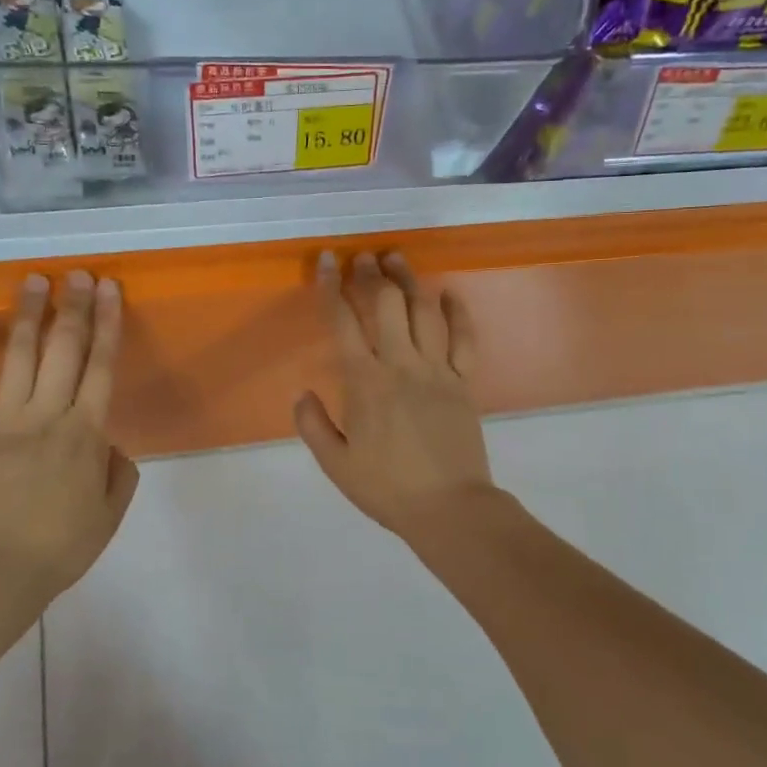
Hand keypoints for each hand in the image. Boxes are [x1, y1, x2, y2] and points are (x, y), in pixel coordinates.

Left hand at [0, 271, 138, 618]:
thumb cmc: (59, 547)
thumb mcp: (109, 515)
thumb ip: (118, 473)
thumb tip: (108, 443)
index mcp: (86, 434)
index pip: (102, 366)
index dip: (108, 324)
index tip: (110, 290)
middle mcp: (47, 415)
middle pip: (64, 350)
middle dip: (74, 307)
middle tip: (79, 273)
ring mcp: (4, 420)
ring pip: (20, 356)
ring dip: (29, 315)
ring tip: (34, 280)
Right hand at [294, 251, 494, 541]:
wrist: (448, 508)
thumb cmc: (387, 488)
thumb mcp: (336, 464)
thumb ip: (313, 425)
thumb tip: (302, 393)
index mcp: (365, 382)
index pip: (343, 322)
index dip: (331, 287)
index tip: (326, 262)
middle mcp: (401, 365)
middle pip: (386, 304)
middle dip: (371, 274)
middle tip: (362, 257)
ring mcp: (438, 370)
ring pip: (424, 311)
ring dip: (408, 281)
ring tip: (396, 259)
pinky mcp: (465, 381)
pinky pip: (464, 338)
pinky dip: (457, 312)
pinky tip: (448, 292)